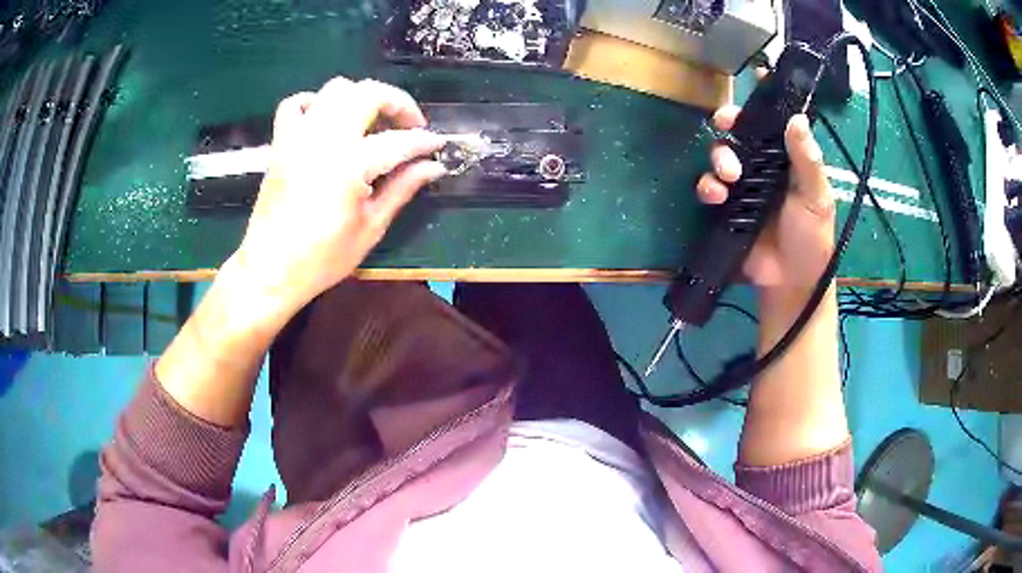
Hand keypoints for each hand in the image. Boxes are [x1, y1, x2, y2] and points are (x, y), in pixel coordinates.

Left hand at [228, 78, 446, 321]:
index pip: (399, 140)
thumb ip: (402, 188)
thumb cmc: (322, 258)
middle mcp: (325, 138)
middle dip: (397, 102)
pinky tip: (326, 120)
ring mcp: (299, 136)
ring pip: (336, 89)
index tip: (438, 146)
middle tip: (409, 126)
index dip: (424, 141)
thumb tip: (433, 166)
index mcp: (350, 164)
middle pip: (368, 93)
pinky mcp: (281, 143)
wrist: (269, 270)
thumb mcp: (370, 228)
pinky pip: (295, 104)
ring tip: (372, 122)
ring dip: (361, 98)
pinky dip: (314, 102)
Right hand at [696, 105, 834, 302]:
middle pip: (741, 132)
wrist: (790, 282)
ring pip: (722, 156)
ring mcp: (743, 187)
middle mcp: (764, 166)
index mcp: (788, 160)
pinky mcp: (727, 208)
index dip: (765, 100)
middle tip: (725, 123)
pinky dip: (708, 187)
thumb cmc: (811, 238)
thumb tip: (796, 118)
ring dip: (719, 158)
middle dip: (730, 123)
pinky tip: (716, 197)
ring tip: (729, 177)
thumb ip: (807, 160)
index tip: (754, 77)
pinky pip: (710, 188)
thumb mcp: (817, 198)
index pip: (775, 123)